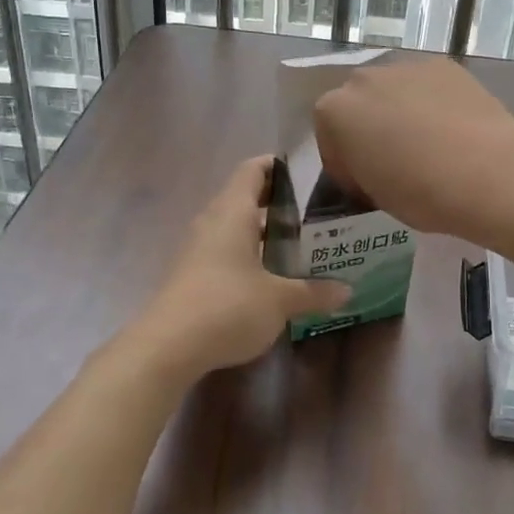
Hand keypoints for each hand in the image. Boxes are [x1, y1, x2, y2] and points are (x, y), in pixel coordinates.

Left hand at [130, 157, 350, 381]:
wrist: (168, 347)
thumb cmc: (228, 306)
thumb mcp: (280, 300)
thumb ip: (313, 292)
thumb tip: (346, 290)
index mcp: (233, 211)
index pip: (253, 169)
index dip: (277, 166)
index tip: (307, 175)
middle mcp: (212, 221)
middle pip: (245, 197)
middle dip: (278, 203)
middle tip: (314, 214)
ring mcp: (198, 248)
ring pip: (234, 227)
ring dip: (263, 232)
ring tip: (299, 244)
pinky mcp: (192, 274)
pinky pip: (225, 250)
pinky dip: (248, 254)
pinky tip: (270, 276)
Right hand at [314, 58, 513, 240]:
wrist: (487, 172)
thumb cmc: (420, 192)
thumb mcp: (374, 193)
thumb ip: (362, 170)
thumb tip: (375, 165)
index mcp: (334, 112)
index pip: (329, 139)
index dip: (346, 165)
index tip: (367, 185)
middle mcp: (362, 79)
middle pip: (358, 105)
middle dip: (370, 128)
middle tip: (394, 161)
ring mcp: (405, 66)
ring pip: (393, 90)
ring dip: (400, 110)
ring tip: (429, 143)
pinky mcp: (444, 65)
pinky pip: (427, 85)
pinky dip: (433, 101)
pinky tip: (453, 128)